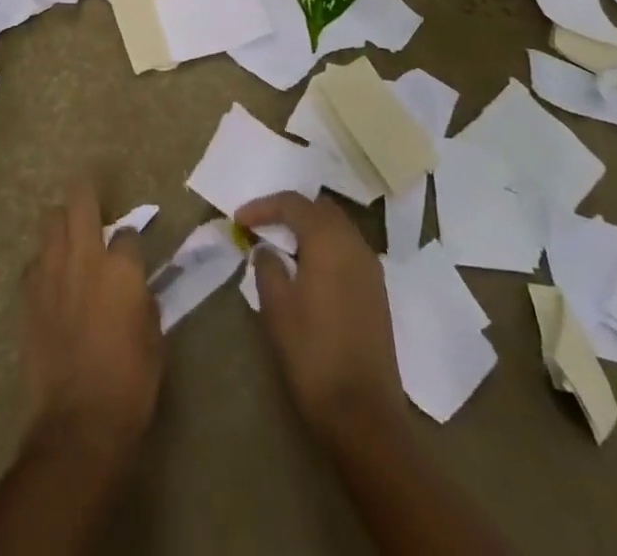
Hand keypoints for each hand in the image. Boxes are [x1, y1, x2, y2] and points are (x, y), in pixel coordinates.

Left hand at [19, 178, 163, 471]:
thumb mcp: (154, 340)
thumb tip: (135, 288)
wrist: (77, 425)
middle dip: (86, 191)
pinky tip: (50, 277)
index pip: (127, 232)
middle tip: (90, 190)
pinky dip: (44, 261)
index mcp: (122, 268)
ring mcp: (51, 273)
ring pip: (50, 221)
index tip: (130, 249)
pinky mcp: (27, 295)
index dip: (130, 239)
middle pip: (81, 202)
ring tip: (68, 232)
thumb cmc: (129, 385)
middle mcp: (84, 258)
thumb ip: (143, 301)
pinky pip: (34, 261)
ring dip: (62, 222)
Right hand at [236, 191, 404, 446]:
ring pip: (337, 227)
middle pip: (320, 208)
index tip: (239, 219)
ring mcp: (371, 267)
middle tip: (262, 226)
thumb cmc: (312, 354)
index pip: (293, 203)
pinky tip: (308, 269)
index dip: (263, 206)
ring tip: (282, 246)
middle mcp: (354, 243)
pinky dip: (325, 246)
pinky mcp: (377, 290)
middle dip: (290, 211)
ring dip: (309, 228)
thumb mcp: (277, 307)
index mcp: (328, 240)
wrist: (363, 413)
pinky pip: (348, 249)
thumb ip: (267, 266)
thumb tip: (266, 249)